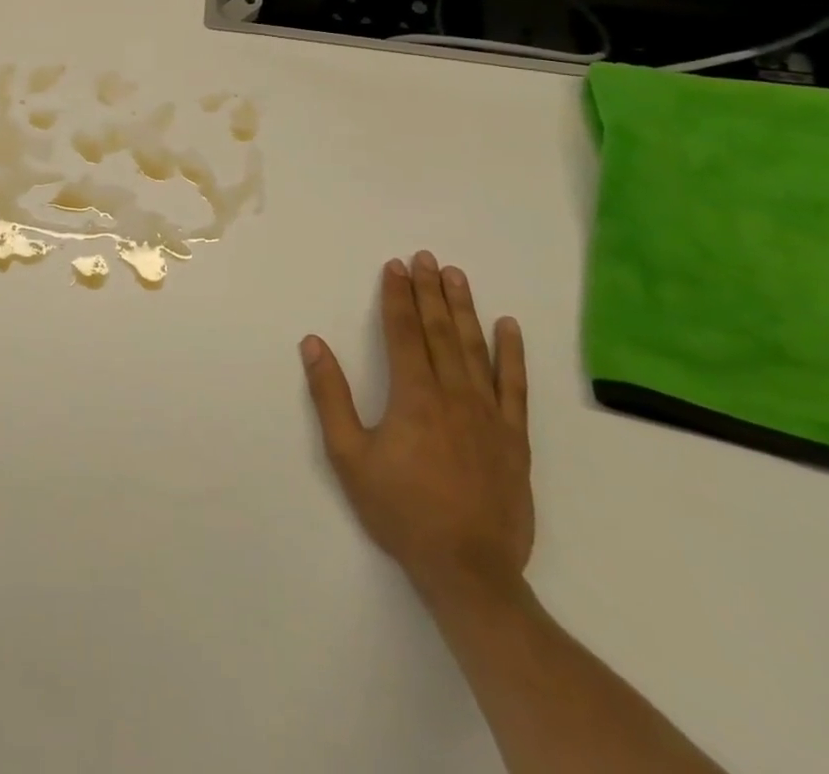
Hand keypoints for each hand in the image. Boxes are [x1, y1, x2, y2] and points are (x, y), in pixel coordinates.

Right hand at [300, 251, 532, 607]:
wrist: (469, 571)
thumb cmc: (400, 510)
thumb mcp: (348, 456)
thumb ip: (330, 396)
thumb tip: (313, 344)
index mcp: (413, 396)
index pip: (403, 332)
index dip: (397, 296)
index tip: (395, 266)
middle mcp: (453, 394)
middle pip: (439, 331)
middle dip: (430, 291)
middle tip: (425, 257)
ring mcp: (489, 415)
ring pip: (475, 349)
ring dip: (464, 309)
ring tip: (457, 276)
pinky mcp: (514, 438)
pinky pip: (515, 386)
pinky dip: (511, 354)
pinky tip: (508, 327)